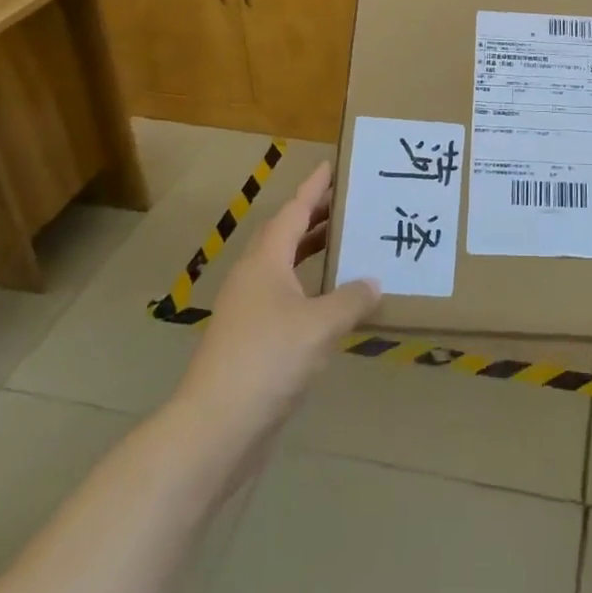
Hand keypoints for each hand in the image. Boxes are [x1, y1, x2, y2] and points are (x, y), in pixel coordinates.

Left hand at [177, 162, 380, 445]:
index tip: (332, 166)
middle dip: (316, 217)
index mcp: (266, 262)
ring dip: (314, 253)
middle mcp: (255, 278)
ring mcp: (250, 311)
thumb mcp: (321, 325)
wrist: (217, 426)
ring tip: (348, 244)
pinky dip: (312, 288)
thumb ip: (352, 299)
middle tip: (350, 203)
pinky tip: (335, 303)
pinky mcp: (254, 340)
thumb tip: (374, 282)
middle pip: (286, 235)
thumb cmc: (268, 360)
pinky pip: (288, 298)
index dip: (314, 188)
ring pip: (286, 268)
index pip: (293, 212)